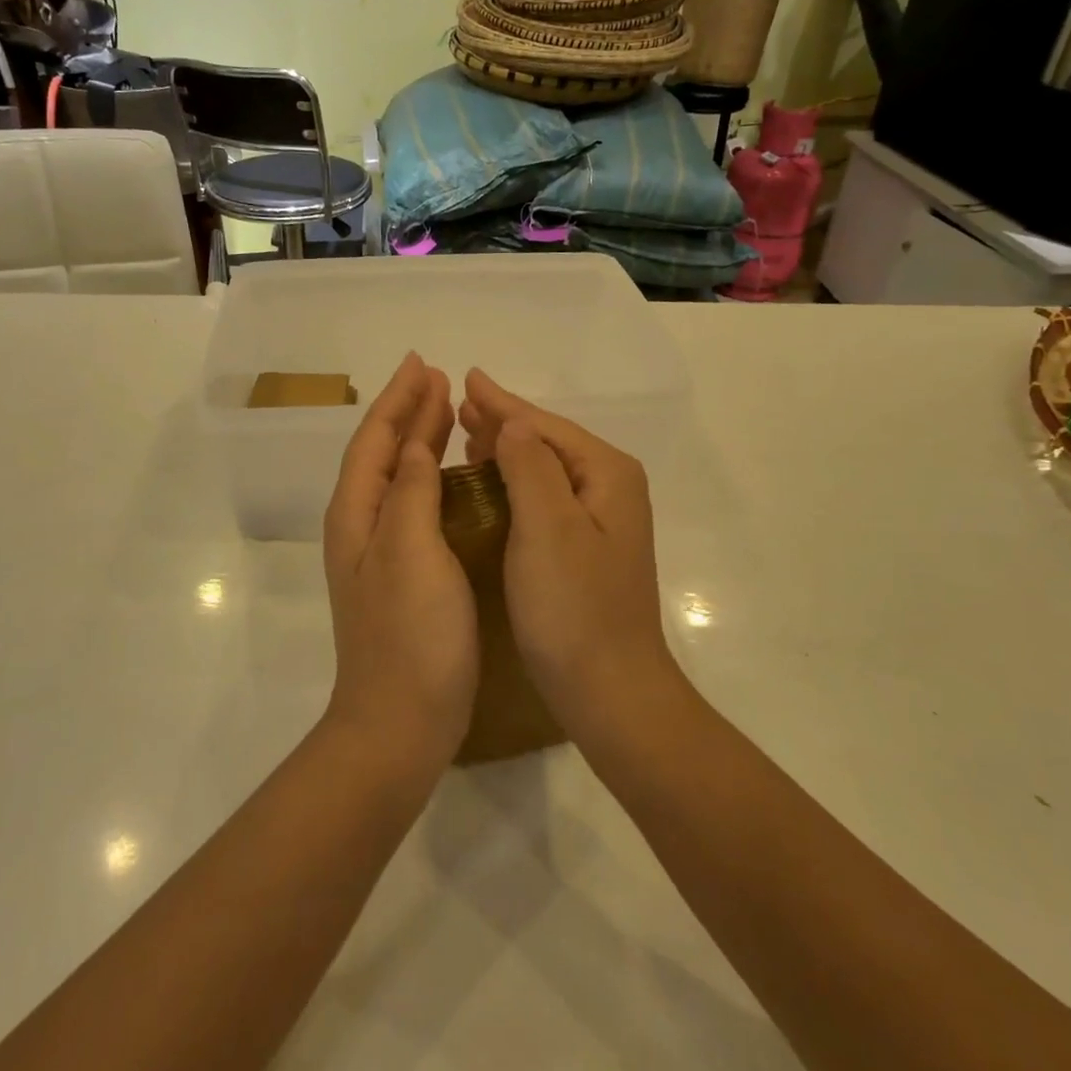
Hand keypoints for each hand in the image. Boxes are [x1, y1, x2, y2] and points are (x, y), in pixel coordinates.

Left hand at [323, 353, 477, 765]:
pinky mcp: (405, 574)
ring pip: (400, 477)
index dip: (399, 399)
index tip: (424, 363)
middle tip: (439, 377)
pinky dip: (432, 477)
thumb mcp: (410, 553)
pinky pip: (415, 505)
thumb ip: (412, 493)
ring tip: (446, 411)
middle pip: (385, 453)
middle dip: (409, 412)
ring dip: (420, 439)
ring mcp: (381, 553)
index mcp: (357, 514)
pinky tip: (453, 477)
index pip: (376, 439)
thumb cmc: (409, 636)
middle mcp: (362, 526)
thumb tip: (416, 446)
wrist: (400, 722)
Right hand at [457, 370, 680, 730]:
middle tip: (460, 405)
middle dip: (504, 422)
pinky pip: (544, 499)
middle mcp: (610, 490)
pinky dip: (514, 484)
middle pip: (548, 442)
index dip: (503, 403)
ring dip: (507, 450)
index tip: (467, 378)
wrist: (610, 691)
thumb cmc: (574, 608)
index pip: (545, 426)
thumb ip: (531, 465)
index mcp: (607, 475)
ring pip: (545, 470)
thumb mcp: (548, 527)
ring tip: (468, 435)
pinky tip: (491, 485)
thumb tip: (516, 421)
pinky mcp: (586, 551)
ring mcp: (601, 523)